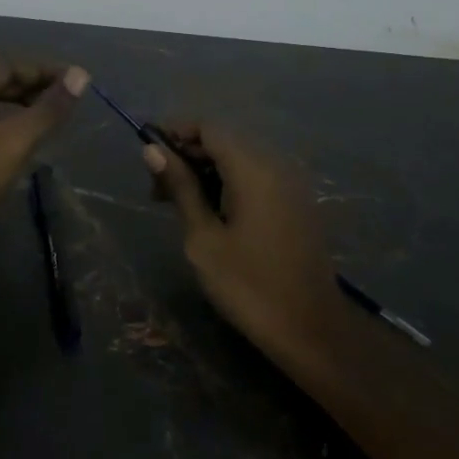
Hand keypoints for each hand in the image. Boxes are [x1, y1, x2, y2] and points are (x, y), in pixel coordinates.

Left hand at [0, 57, 87, 286]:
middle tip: (70, 100)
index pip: (6, 64)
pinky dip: (4, 130)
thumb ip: (48, 109)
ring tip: (52, 121)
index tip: (78, 80)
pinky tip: (23, 147)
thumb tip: (81, 75)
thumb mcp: (13, 142)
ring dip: (20, 110)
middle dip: (33, 89)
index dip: (45, 70)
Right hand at [143, 122, 342, 354]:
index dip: (175, 133)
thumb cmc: (248, 285)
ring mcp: (290, 185)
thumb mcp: (203, 237)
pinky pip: (256, 178)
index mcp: (253, 169)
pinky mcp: (296, 204)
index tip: (147, 154)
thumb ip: (180, 188)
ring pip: (239, 160)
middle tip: (156, 190)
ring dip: (205, 172)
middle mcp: (276, 166)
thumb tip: (153, 150)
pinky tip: (209, 213)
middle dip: (187, 155)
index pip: (209, 128)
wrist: (310, 329)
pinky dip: (228, 184)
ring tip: (176, 204)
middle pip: (224, 142)